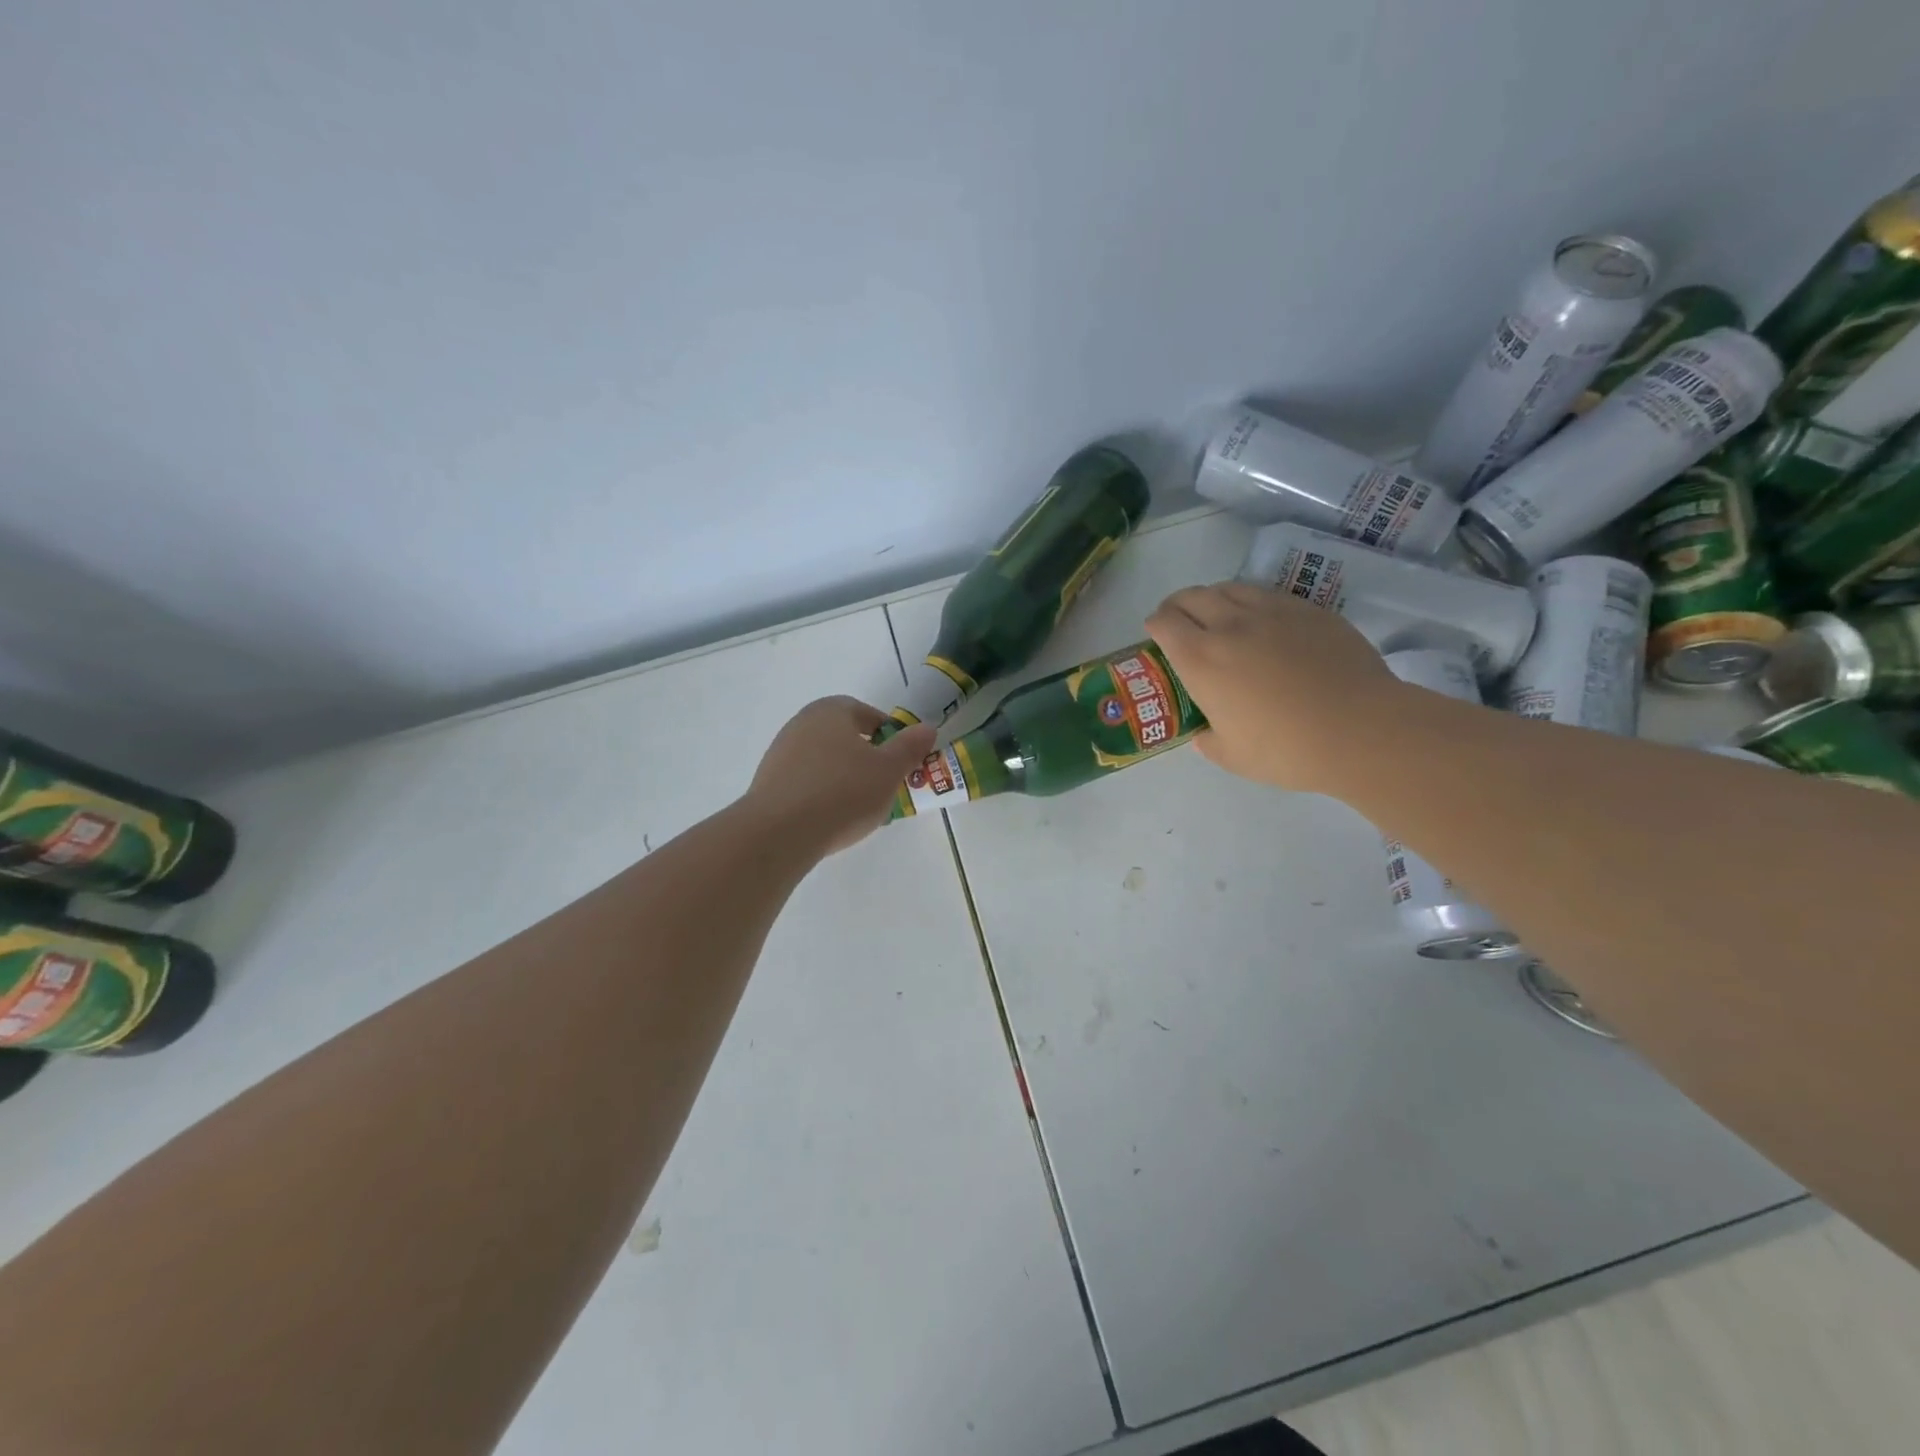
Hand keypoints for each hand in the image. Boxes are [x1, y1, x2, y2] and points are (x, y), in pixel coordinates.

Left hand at [745, 698, 937, 855]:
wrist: (780, 833)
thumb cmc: (843, 793)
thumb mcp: (889, 770)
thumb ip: (910, 747)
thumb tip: (926, 728)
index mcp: (831, 711)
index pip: (867, 714)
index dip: (889, 737)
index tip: (900, 762)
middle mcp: (802, 723)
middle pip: (844, 737)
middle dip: (867, 758)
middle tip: (884, 786)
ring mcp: (780, 752)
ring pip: (825, 760)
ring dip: (844, 777)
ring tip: (859, 807)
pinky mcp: (768, 782)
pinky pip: (806, 782)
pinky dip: (822, 794)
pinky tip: (831, 818)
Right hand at [1147, 582, 1396, 792]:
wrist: (1361, 729)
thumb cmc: (1287, 749)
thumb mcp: (1233, 757)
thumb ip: (1208, 741)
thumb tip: (1203, 733)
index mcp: (1201, 660)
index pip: (1164, 624)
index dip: (1154, 624)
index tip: (1155, 633)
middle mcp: (1229, 626)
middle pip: (1192, 597)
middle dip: (1177, 605)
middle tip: (1179, 619)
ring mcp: (1272, 612)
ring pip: (1229, 588)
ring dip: (1213, 597)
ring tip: (1217, 613)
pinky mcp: (1307, 610)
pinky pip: (1267, 594)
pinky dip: (1251, 601)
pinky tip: (1260, 619)